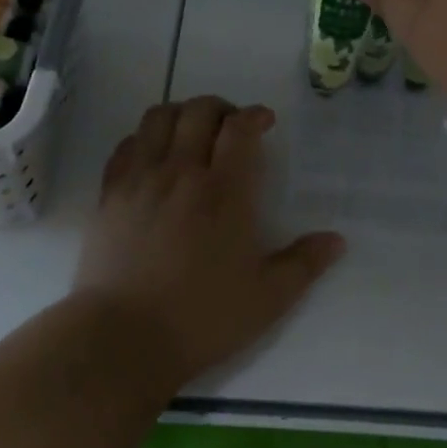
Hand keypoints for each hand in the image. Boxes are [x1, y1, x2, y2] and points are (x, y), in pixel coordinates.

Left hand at [73, 97, 344, 388]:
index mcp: (224, 192)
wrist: (122, 339)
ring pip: (159, 117)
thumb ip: (304, 264)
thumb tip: (336, 240)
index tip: (264, 122)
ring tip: (192, 133)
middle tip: (232, 127)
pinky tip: (154, 157)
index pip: (239, 129)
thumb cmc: (200, 319)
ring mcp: (141, 179)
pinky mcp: (110, 193)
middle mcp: (182, 173)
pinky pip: (126, 144)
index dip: (254, 115)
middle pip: (199, 111)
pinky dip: (145, 137)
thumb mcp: (266, 300)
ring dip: (181, 114)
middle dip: (221, 108)